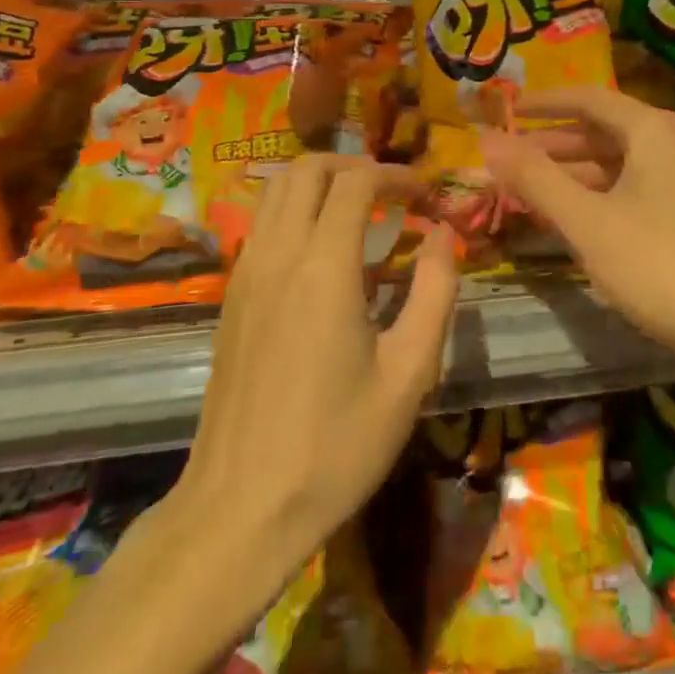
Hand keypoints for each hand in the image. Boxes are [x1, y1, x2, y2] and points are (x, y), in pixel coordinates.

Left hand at [171, 156, 457, 598]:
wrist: (240, 508)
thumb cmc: (336, 445)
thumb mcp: (409, 373)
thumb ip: (434, 291)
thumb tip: (444, 234)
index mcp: (324, 267)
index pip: (356, 182)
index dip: (396, 175)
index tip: (425, 193)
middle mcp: (278, 254)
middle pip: (307, 169)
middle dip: (354, 165)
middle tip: (391, 192)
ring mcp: (245, 273)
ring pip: (275, 189)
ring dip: (319, 182)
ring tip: (359, 210)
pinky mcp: (230, 296)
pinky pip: (261, 222)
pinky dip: (294, 209)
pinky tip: (322, 250)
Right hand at [480, 87, 674, 366]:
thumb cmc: (659, 263)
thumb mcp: (587, 220)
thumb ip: (535, 178)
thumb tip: (486, 140)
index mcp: (651, 130)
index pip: (588, 98)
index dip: (544, 102)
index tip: (508, 110)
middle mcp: (671, 145)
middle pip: (602, 131)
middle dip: (553, 144)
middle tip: (507, 159)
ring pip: (616, 165)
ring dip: (572, 174)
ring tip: (527, 190)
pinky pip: (631, 191)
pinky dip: (596, 197)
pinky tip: (571, 220)